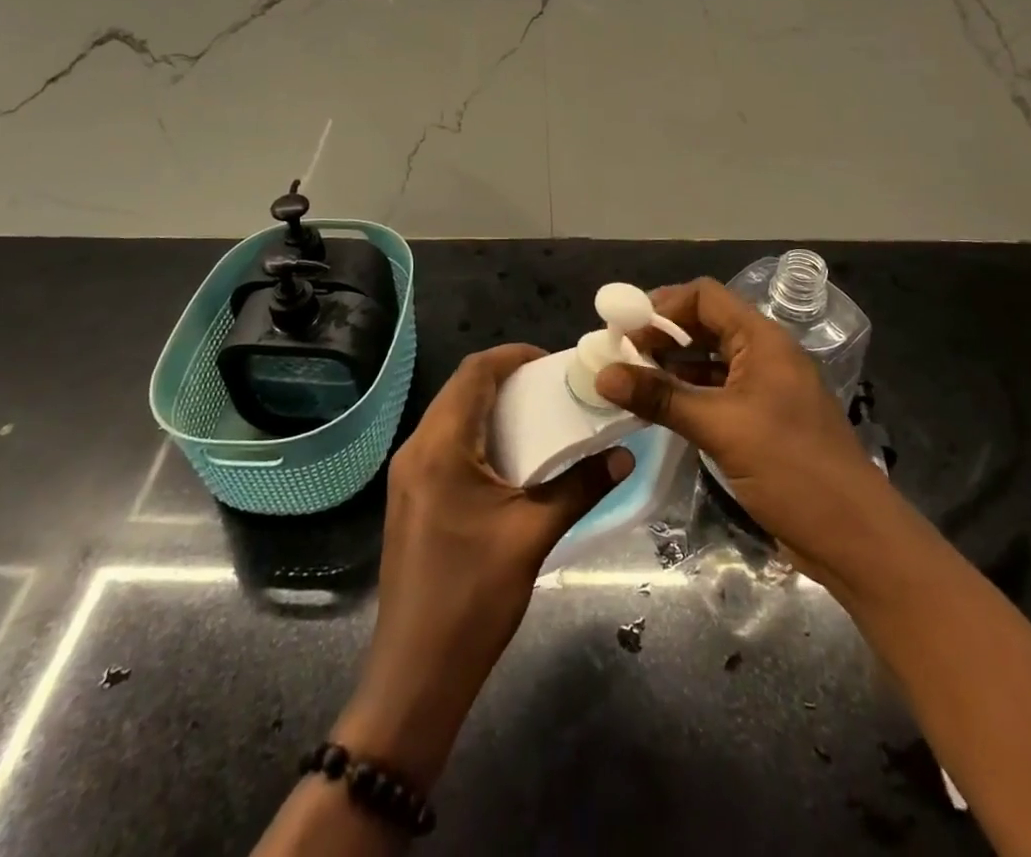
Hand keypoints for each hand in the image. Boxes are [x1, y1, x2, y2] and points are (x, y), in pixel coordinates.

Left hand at [334, 344, 631, 786]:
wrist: (415, 675)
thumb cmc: (472, 598)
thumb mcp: (533, 536)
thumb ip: (580, 487)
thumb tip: (624, 455)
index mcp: (439, 446)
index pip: (474, 372)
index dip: (514, 356)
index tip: (554, 361)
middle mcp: (416, 449)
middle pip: (460, 389)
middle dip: (506, 379)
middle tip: (553, 388)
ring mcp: (407, 475)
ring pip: (450, 416)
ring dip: (491, 407)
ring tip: (539, 416)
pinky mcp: (409, 497)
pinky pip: (444, 443)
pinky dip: (477, 434)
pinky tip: (510, 457)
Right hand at [595, 279, 887, 589]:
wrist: (855, 538)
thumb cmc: (792, 469)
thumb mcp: (720, 428)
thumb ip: (661, 397)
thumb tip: (603, 374)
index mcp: (763, 340)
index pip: (705, 297)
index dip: (662, 304)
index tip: (621, 326)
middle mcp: (764, 355)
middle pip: (705, 326)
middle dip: (661, 335)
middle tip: (617, 353)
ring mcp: (764, 390)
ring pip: (708, 361)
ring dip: (670, 366)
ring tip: (627, 379)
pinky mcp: (761, 422)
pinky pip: (716, 393)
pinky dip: (686, 394)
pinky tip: (657, 408)